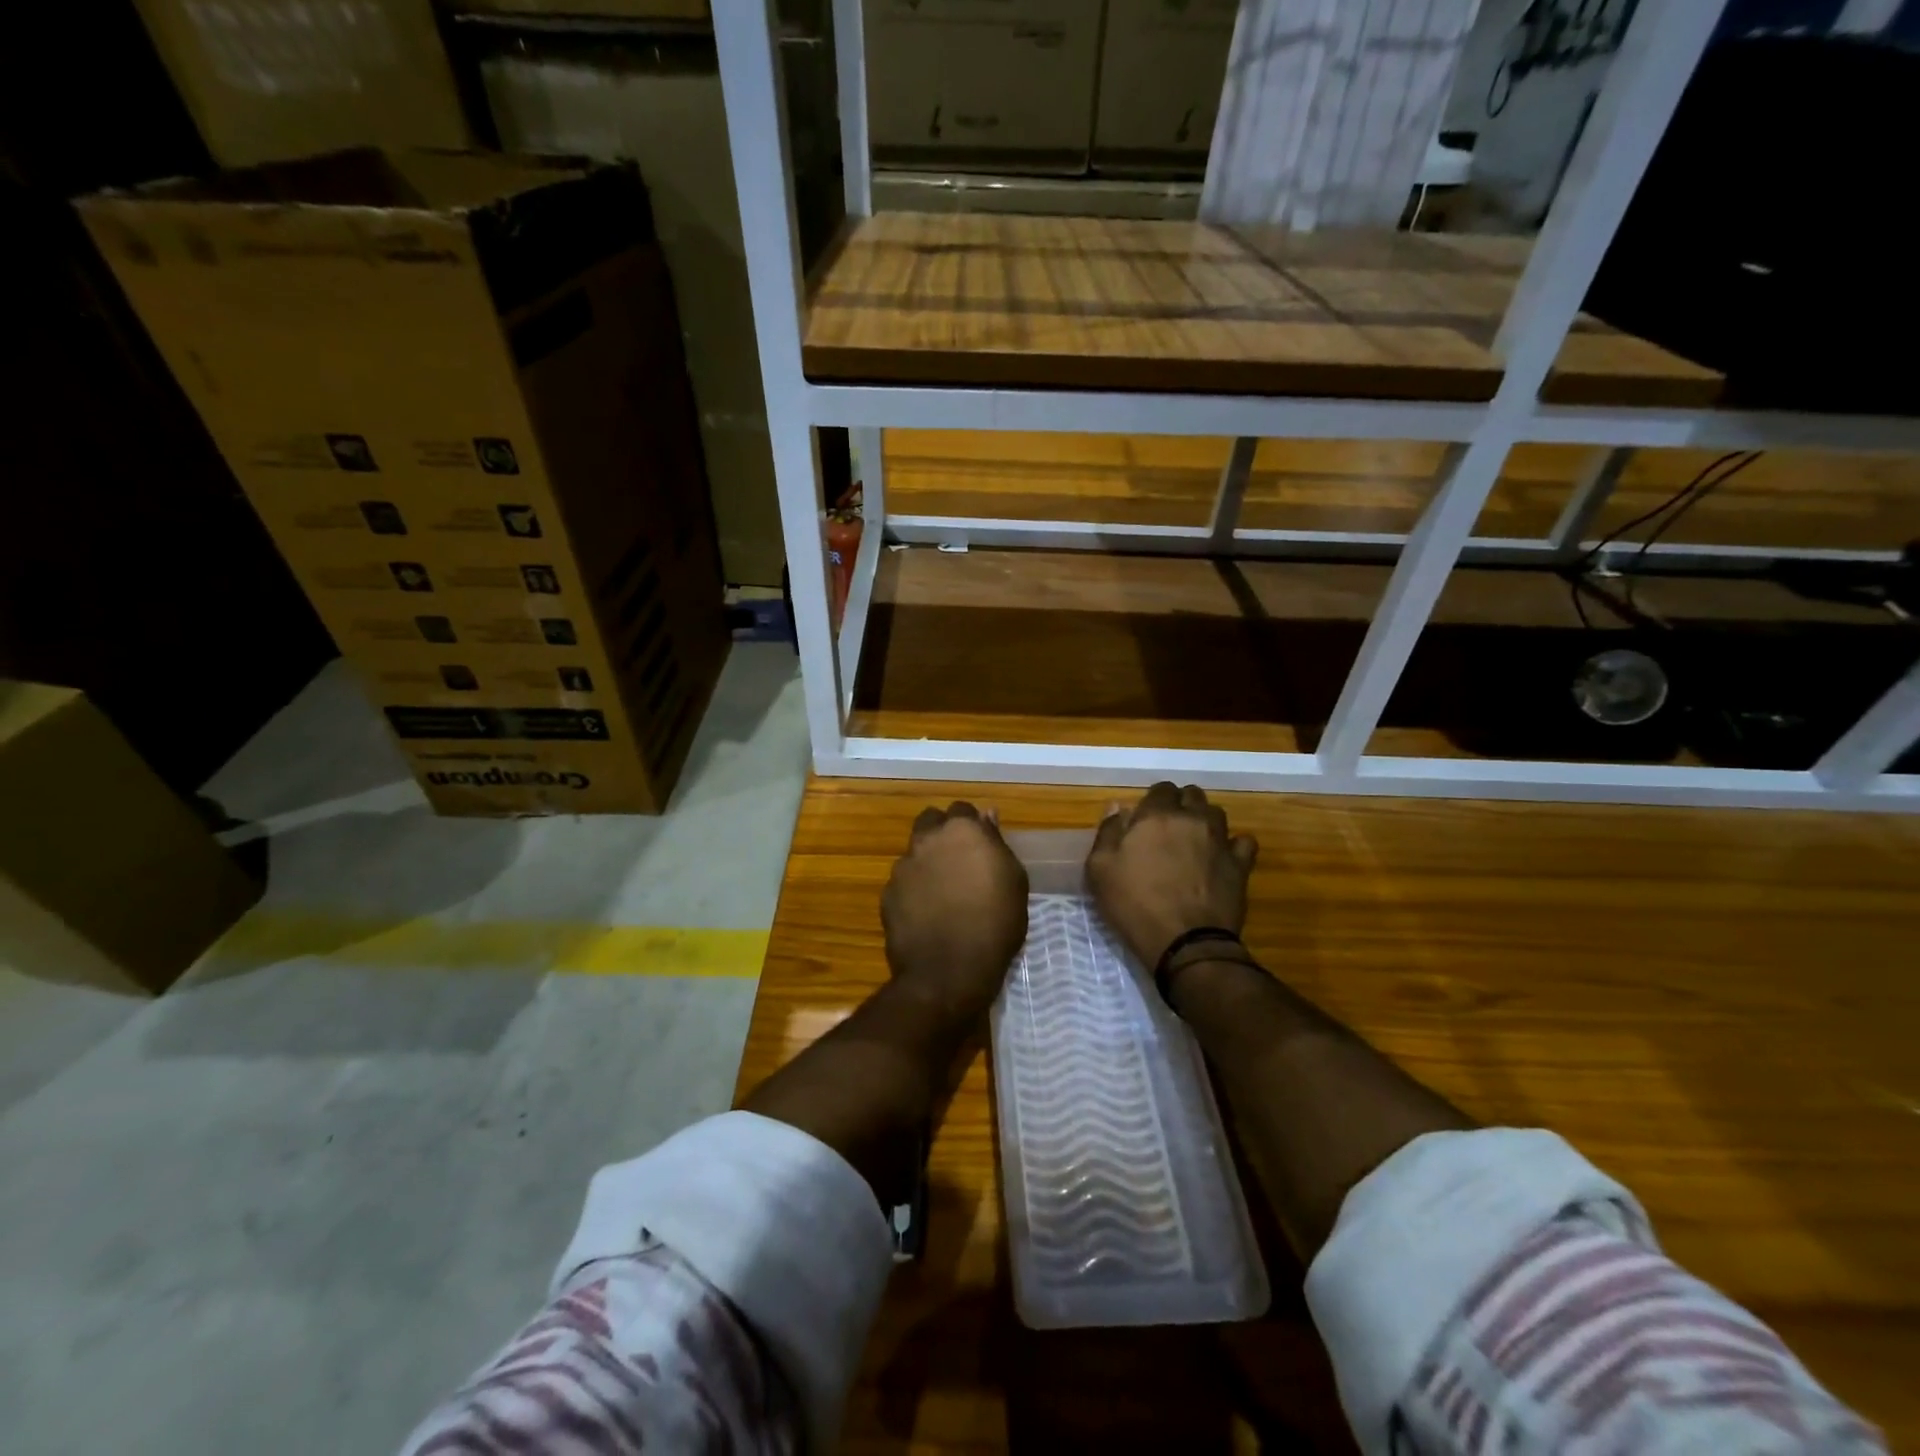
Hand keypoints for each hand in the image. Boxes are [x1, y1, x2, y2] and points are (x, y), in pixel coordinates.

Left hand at [881, 803, 1028, 1019]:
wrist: (948, 972)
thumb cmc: (995, 924)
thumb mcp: (1013, 882)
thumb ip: (996, 843)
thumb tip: (987, 816)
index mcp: (962, 830)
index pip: (962, 810)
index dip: (972, 826)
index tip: (981, 847)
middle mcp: (927, 839)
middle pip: (931, 821)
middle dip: (942, 833)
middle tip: (959, 860)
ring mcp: (903, 866)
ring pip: (915, 851)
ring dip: (927, 862)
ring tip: (942, 892)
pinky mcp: (887, 893)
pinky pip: (903, 882)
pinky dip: (913, 890)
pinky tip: (926, 913)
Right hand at [1087, 782, 1258, 967]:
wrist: (1184, 942)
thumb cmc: (1134, 904)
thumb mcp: (1100, 869)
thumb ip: (1108, 832)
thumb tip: (1117, 806)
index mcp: (1157, 816)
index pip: (1161, 789)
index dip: (1153, 801)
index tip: (1144, 819)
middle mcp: (1192, 819)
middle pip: (1192, 795)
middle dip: (1181, 804)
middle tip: (1168, 827)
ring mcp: (1220, 840)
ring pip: (1217, 813)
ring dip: (1205, 820)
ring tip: (1194, 840)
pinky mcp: (1240, 865)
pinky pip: (1243, 842)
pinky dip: (1234, 844)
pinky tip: (1223, 856)